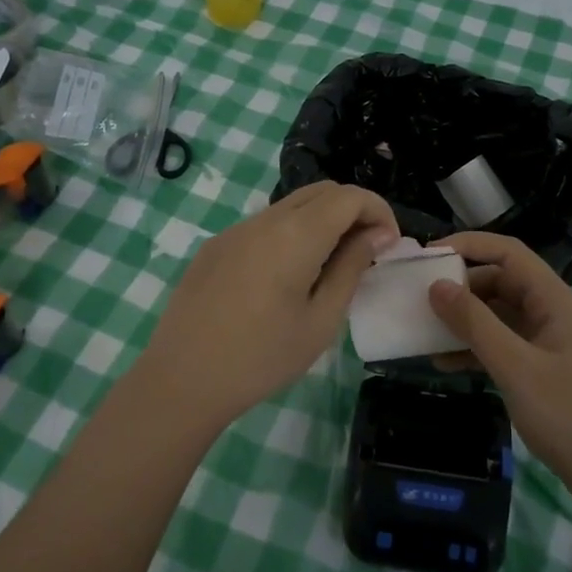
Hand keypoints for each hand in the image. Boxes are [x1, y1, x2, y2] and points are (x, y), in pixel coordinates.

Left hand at [132, 182, 398, 429]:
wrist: (181, 379)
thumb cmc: (261, 358)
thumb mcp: (321, 320)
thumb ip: (351, 268)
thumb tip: (376, 235)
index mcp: (296, 235)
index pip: (350, 196)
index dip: (378, 210)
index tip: (389, 244)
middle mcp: (266, 219)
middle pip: (322, 191)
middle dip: (353, 210)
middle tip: (366, 251)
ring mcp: (236, 229)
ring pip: (292, 205)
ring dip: (322, 220)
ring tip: (330, 264)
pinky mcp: (216, 245)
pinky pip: (264, 224)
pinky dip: (291, 233)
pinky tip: (286, 276)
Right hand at [428, 232, 571, 504]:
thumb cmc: (571, 417)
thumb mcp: (516, 368)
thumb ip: (476, 324)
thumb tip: (436, 285)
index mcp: (554, 300)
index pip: (508, 253)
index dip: (468, 246)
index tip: (428, 256)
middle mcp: (550, 312)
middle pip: (499, 281)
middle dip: (459, 287)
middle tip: (419, 298)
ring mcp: (545, 341)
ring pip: (496, 314)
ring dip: (462, 321)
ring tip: (424, 332)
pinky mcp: (539, 369)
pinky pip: (500, 344)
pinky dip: (473, 349)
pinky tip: (444, 363)